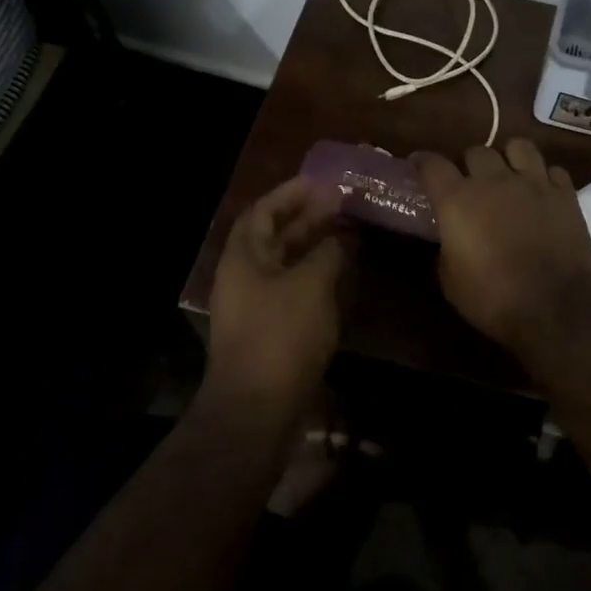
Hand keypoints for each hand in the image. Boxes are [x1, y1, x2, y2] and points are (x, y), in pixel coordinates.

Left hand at [207, 177, 349, 404]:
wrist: (258, 408)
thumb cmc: (281, 335)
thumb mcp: (311, 284)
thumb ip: (327, 253)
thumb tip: (340, 238)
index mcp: (243, 257)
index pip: (263, 211)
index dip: (291, 193)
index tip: (322, 182)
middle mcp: (244, 277)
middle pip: (274, 236)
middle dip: (306, 218)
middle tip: (341, 205)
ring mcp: (255, 306)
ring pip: (285, 264)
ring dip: (313, 247)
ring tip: (347, 234)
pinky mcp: (269, 331)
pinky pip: (292, 290)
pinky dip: (315, 276)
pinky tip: (341, 275)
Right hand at [413, 140, 590, 354]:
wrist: (556, 307)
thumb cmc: (494, 299)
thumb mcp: (451, 284)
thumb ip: (444, 253)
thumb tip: (447, 244)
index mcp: (458, 200)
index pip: (432, 164)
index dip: (422, 162)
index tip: (418, 166)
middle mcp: (493, 180)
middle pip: (476, 151)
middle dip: (469, 164)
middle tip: (470, 184)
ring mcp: (533, 183)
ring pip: (518, 146)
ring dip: (509, 158)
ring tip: (509, 176)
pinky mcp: (565, 194)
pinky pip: (552, 170)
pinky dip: (545, 178)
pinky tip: (542, 194)